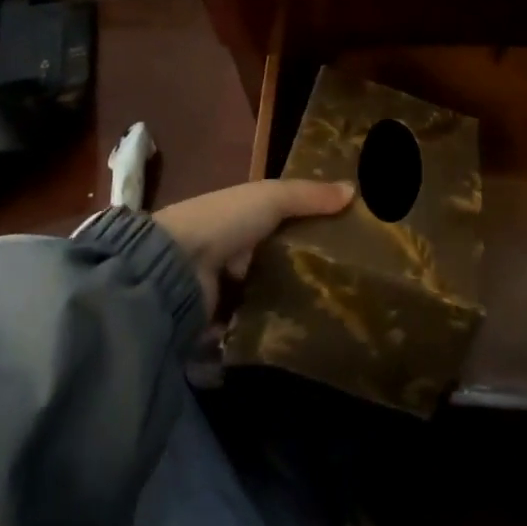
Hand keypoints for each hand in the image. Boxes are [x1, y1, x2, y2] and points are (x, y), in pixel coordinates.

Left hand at [155, 179, 353, 315]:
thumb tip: (354, 191)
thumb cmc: (224, 221)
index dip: (306, 227)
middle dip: (300, 271)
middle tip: (344, 285)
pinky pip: (251, 325)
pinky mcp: (218, 321)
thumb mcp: (270, 197)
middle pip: (271, 260)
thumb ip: (309, 195)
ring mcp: (222, 287)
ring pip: (264, 295)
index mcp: (239, 216)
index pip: (277, 220)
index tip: (343, 241)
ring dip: (287, 304)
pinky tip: (302, 334)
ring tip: (332, 314)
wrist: (173, 268)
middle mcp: (229, 249)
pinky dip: (270, 330)